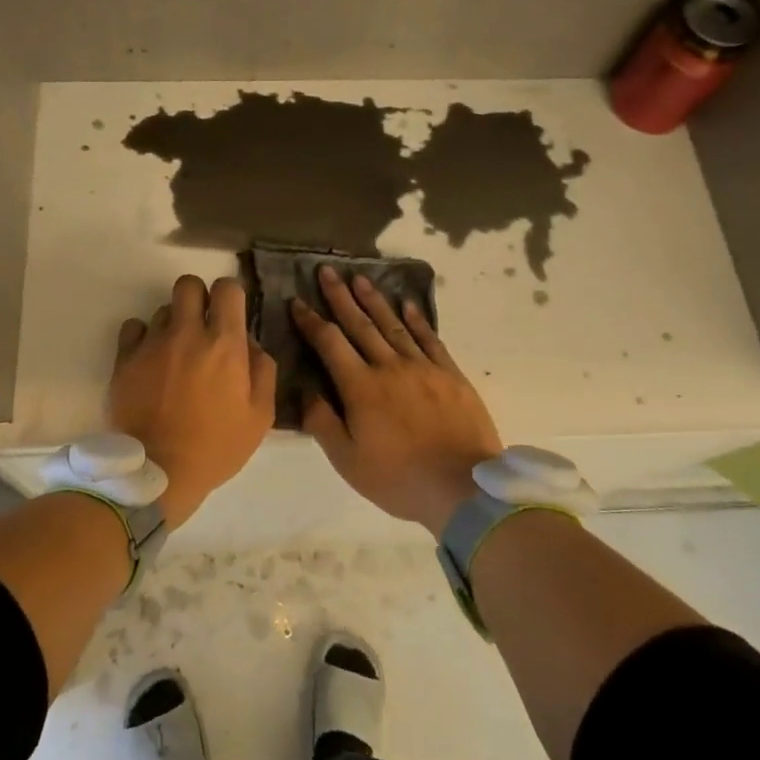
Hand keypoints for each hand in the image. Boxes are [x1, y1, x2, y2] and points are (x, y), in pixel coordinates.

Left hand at [109, 274, 276, 528]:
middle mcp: (187, 332)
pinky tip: (150, 358)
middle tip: (201, 325)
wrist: (159, 473)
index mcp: (224, 343)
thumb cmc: (216, 447)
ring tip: (174, 353)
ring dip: (173, 324)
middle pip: (188, 285)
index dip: (230, 296)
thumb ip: (263, 371)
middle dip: (198, 298)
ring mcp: (152, 343)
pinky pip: (133, 327)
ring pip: (162, 310)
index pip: (227, 288)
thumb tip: (250, 344)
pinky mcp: (125, 359)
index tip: (230, 314)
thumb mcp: (260, 416)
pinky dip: (143, 336)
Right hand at [291, 266, 501, 534]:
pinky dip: (416, 320)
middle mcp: (390, 367)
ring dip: (374, 300)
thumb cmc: (398, 478)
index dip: (311, 321)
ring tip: (360, 278)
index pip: (330, 343)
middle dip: (340, 297)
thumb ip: (322, 422)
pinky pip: (430, 338)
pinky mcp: (450, 375)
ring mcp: (423, 367)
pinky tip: (407, 305)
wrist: (463, 487)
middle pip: (360, 324)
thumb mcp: (347, 460)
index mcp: (360, 387)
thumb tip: (307, 390)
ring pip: (393, 325)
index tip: (297, 301)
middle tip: (327, 271)